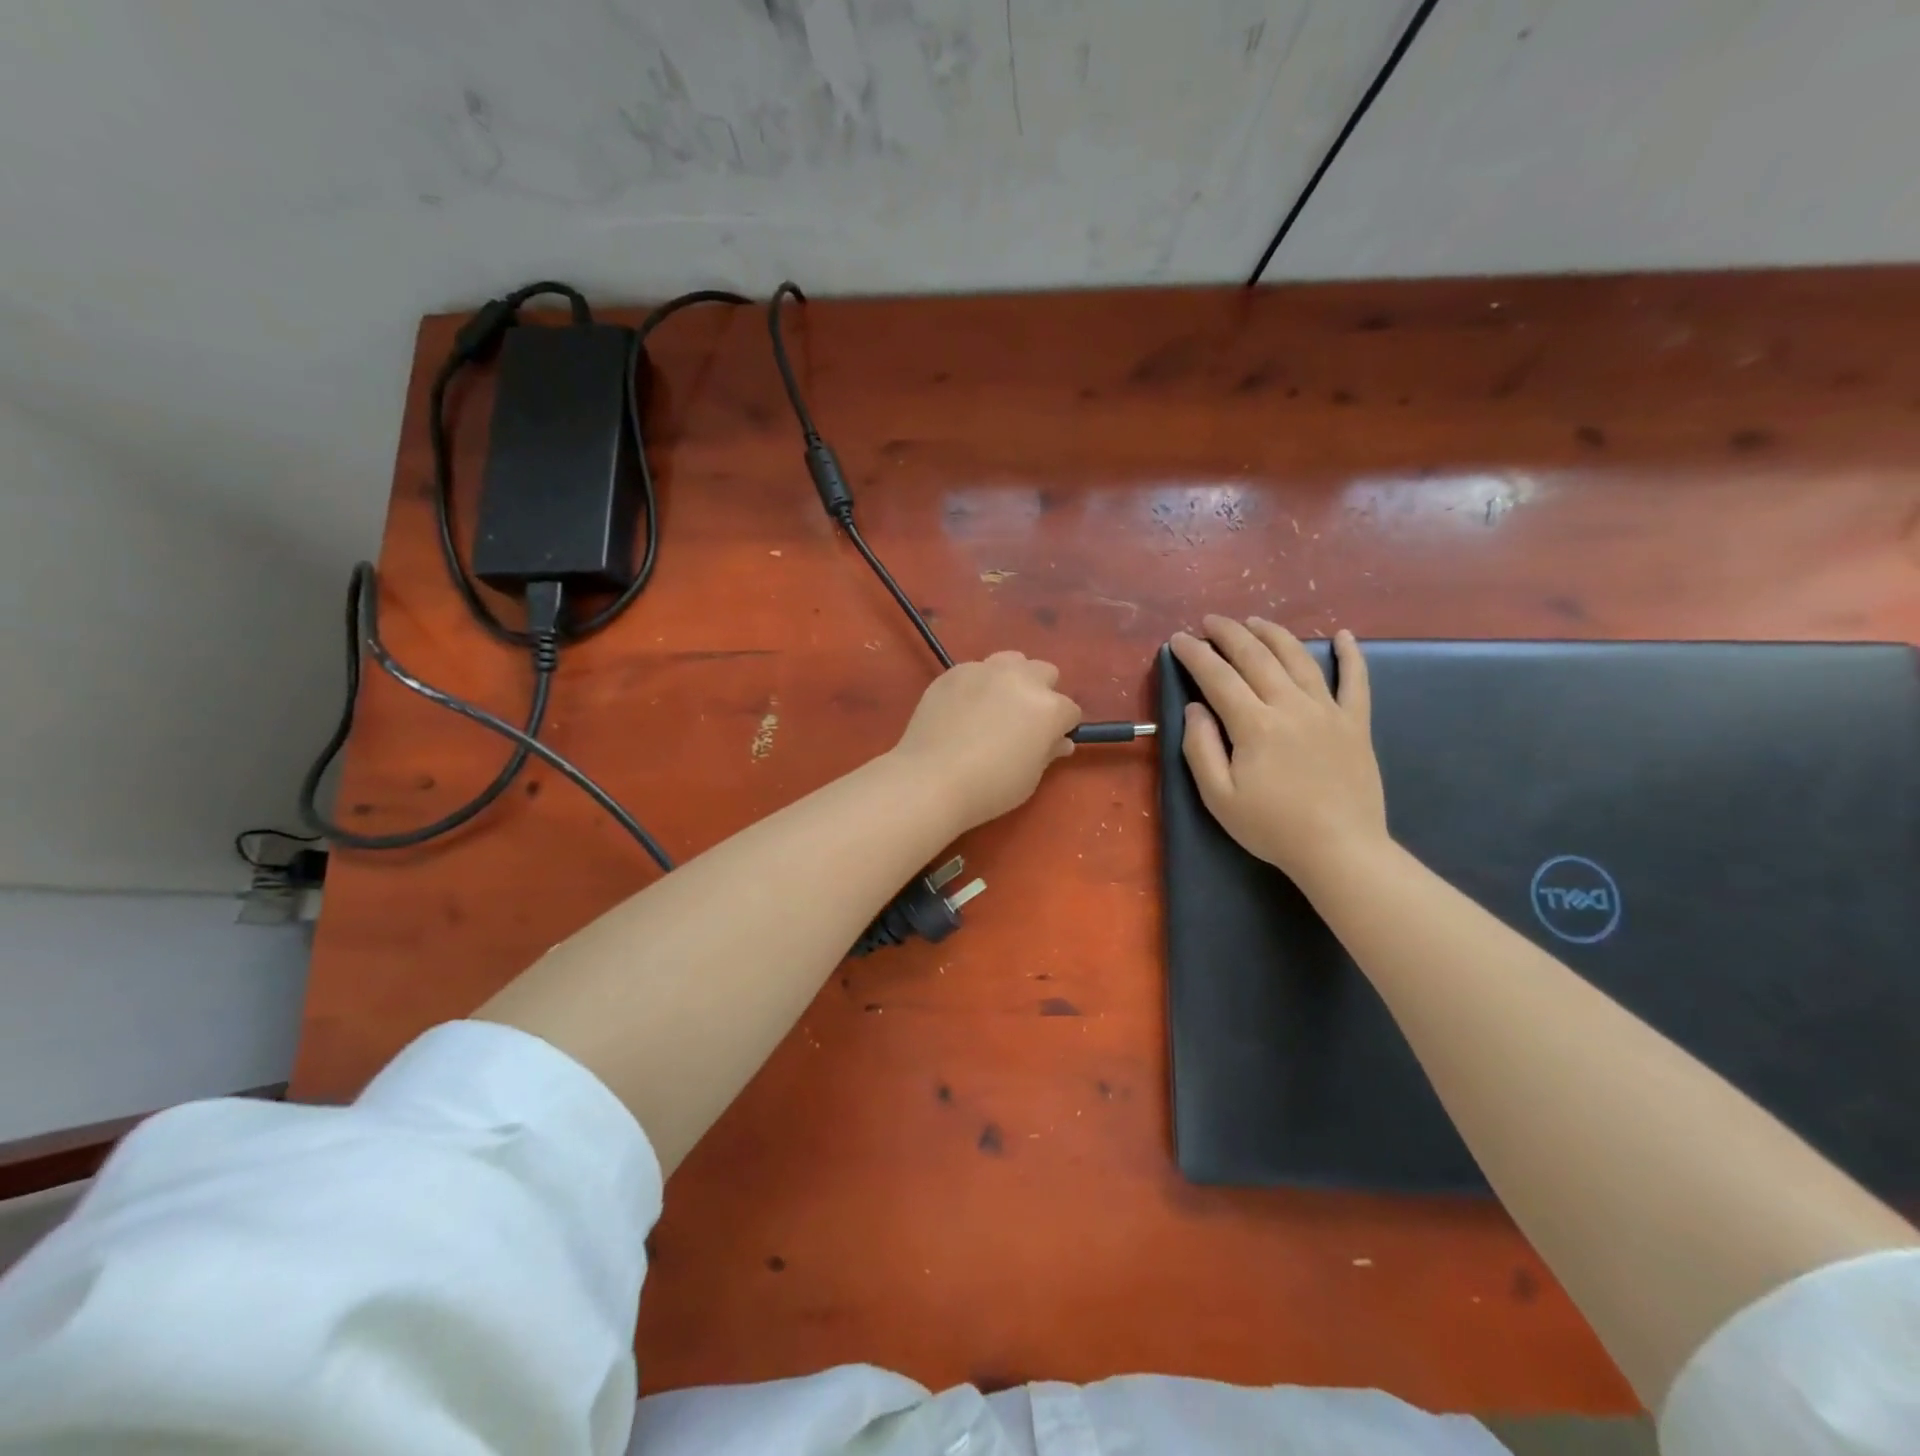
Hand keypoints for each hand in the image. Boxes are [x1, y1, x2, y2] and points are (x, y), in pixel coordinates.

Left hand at [890, 652, 1082, 830]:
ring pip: (1011, 660)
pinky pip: (976, 669)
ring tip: (995, 705)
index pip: (1070, 710)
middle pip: (1045, 672)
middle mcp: (1021, 679)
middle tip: (1022, 720)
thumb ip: (1047, 752)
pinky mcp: (953, 672)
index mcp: (1049, 707)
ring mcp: (985, 670)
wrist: (931, 779)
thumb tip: (1059, 741)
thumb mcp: (1030, 778)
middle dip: (1041, 693)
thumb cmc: (990, 787)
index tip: (1047, 743)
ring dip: (1012, 678)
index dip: (1061, 728)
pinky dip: (978, 684)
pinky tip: (963, 709)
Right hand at [1172, 617, 1387, 887]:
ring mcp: (1328, 711)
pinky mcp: (1356, 724)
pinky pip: (1356, 681)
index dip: (1196, 655)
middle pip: (1257, 657)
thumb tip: (1195, 709)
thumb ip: (1201, 748)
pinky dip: (1351, 655)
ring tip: (1255, 621)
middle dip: (1230, 634)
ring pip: (1299, 659)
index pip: (1218, 677)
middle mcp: (1291, 706)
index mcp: (1255, 725)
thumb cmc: (1272, 827)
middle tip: (1211, 621)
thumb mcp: (1218, 796)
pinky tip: (1343, 635)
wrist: (1340, 850)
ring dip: (1274, 635)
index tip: (1179, 640)